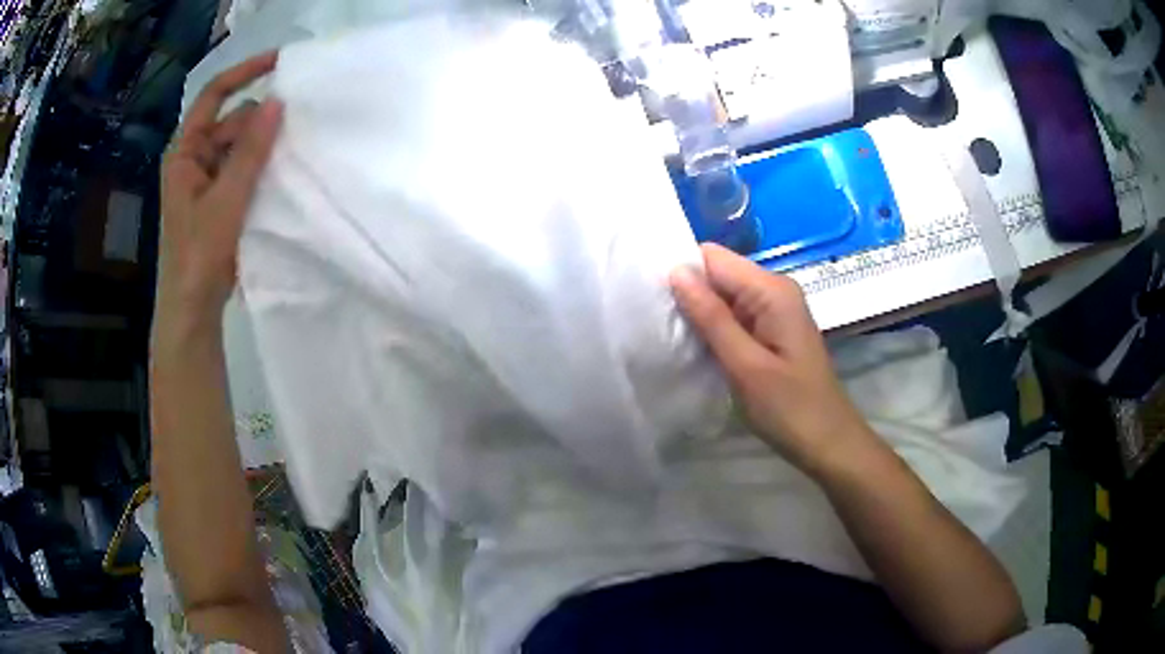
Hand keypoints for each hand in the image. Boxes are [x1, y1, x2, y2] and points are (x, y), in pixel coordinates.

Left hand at [157, 51, 282, 326]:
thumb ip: (250, 151)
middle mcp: (194, 158)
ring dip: (263, 144)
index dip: (244, 73)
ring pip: (240, 145)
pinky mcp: (219, 197)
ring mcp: (207, 178)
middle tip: (296, 121)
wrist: (192, 309)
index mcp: (184, 152)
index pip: (213, 96)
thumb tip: (278, 102)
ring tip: (293, 148)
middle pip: (231, 120)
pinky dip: (261, 165)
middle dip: (260, 118)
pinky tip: (282, 170)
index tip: (280, 61)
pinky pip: (243, 168)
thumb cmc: (198, 255)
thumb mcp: (225, 200)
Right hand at [670, 244, 876, 475]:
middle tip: (656, 324)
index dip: (682, 271)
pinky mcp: (770, 330)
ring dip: (698, 313)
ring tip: (669, 337)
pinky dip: (713, 329)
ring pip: (723, 296)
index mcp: (772, 290)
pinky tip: (695, 348)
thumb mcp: (745, 365)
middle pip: (718, 274)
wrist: (828, 443)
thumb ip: (711, 317)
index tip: (651, 298)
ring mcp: (774, 310)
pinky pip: (733, 316)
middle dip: (688, 293)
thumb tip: (676, 271)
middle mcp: (774, 289)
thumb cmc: (789, 408)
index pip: (713, 257)